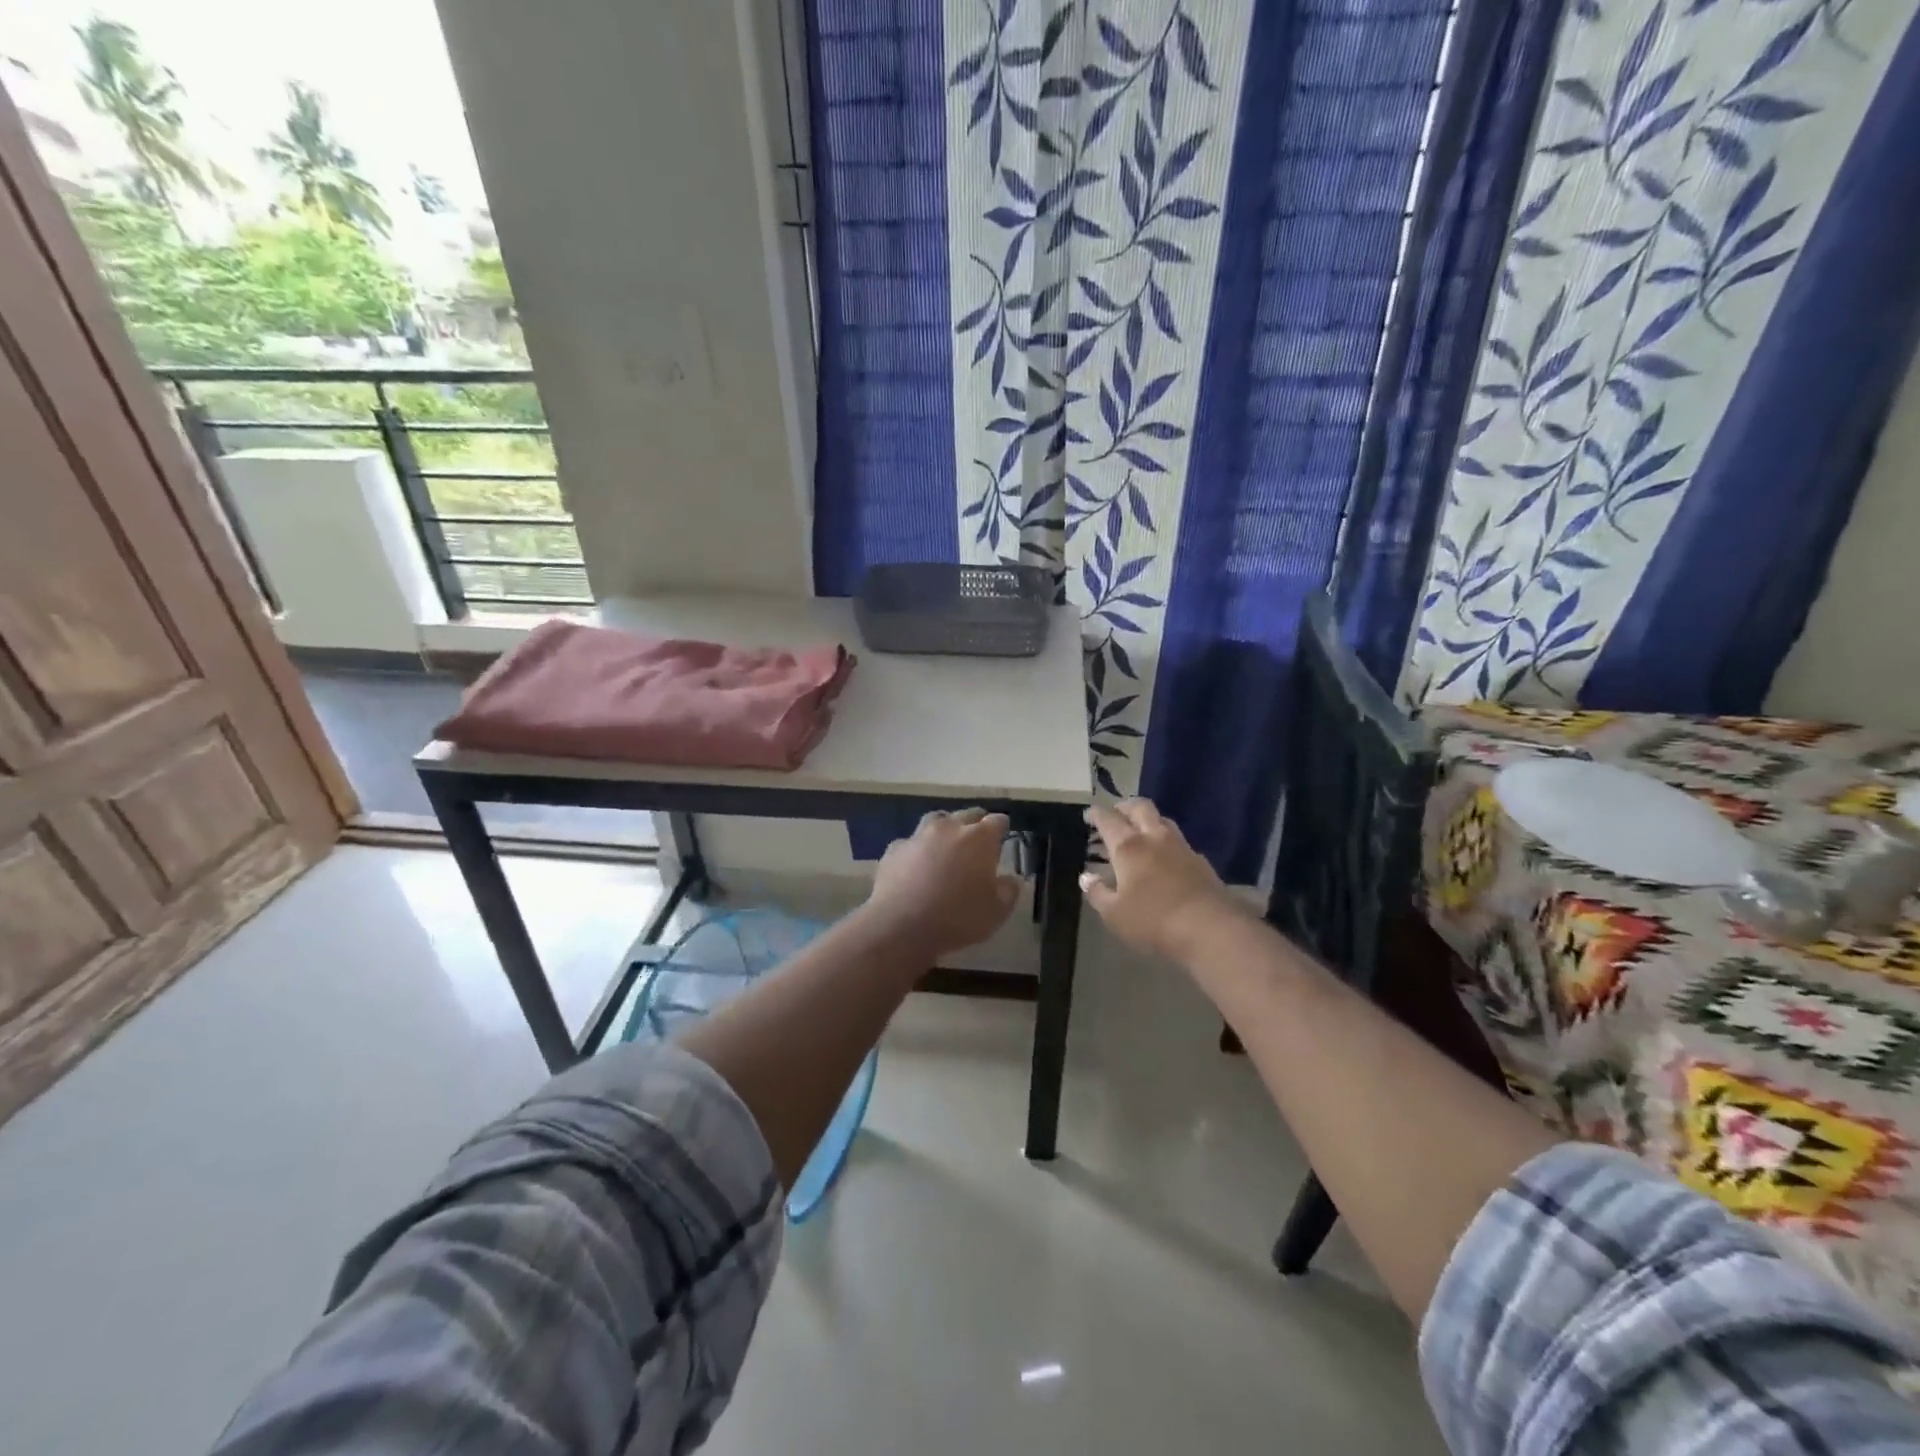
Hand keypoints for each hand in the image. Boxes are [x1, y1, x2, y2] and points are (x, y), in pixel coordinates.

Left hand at [866, 809, 1019, 958]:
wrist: (901, 926)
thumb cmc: (957, 918)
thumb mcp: (996, 912)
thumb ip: (1008, 891)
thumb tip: (1010, 880)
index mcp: (979, 839)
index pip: (997, 822)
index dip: (1001, 827)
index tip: (1003, 835)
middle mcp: (949, 828)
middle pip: (967, 814)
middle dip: (975, 823)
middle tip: (978, 838)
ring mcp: (918, 836)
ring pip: (936, 820)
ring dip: (945, 828)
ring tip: (947, 843)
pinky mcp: (894, 849)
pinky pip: (910, 843)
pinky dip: (917, 849)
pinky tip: (915, 864)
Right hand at [1081, 799, 1245, 962]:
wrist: (1211, 928)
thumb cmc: (1153, 920)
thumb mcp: (1114, 914)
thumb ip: (1098, 893)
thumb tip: (1086, 877)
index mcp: (1128, 847)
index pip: (1108, 819)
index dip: (1096, 814)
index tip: (1089, 814)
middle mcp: (1154, 838)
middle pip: (1140, 807)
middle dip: (1125, 806)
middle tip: (1115, 813)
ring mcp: (1181, 847)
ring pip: (1162, 820)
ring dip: (1148, 820)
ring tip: (1140, 831)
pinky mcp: (1201, 861)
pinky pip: (1179, 841)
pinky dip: (1166, 842)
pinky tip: (1165, 857)